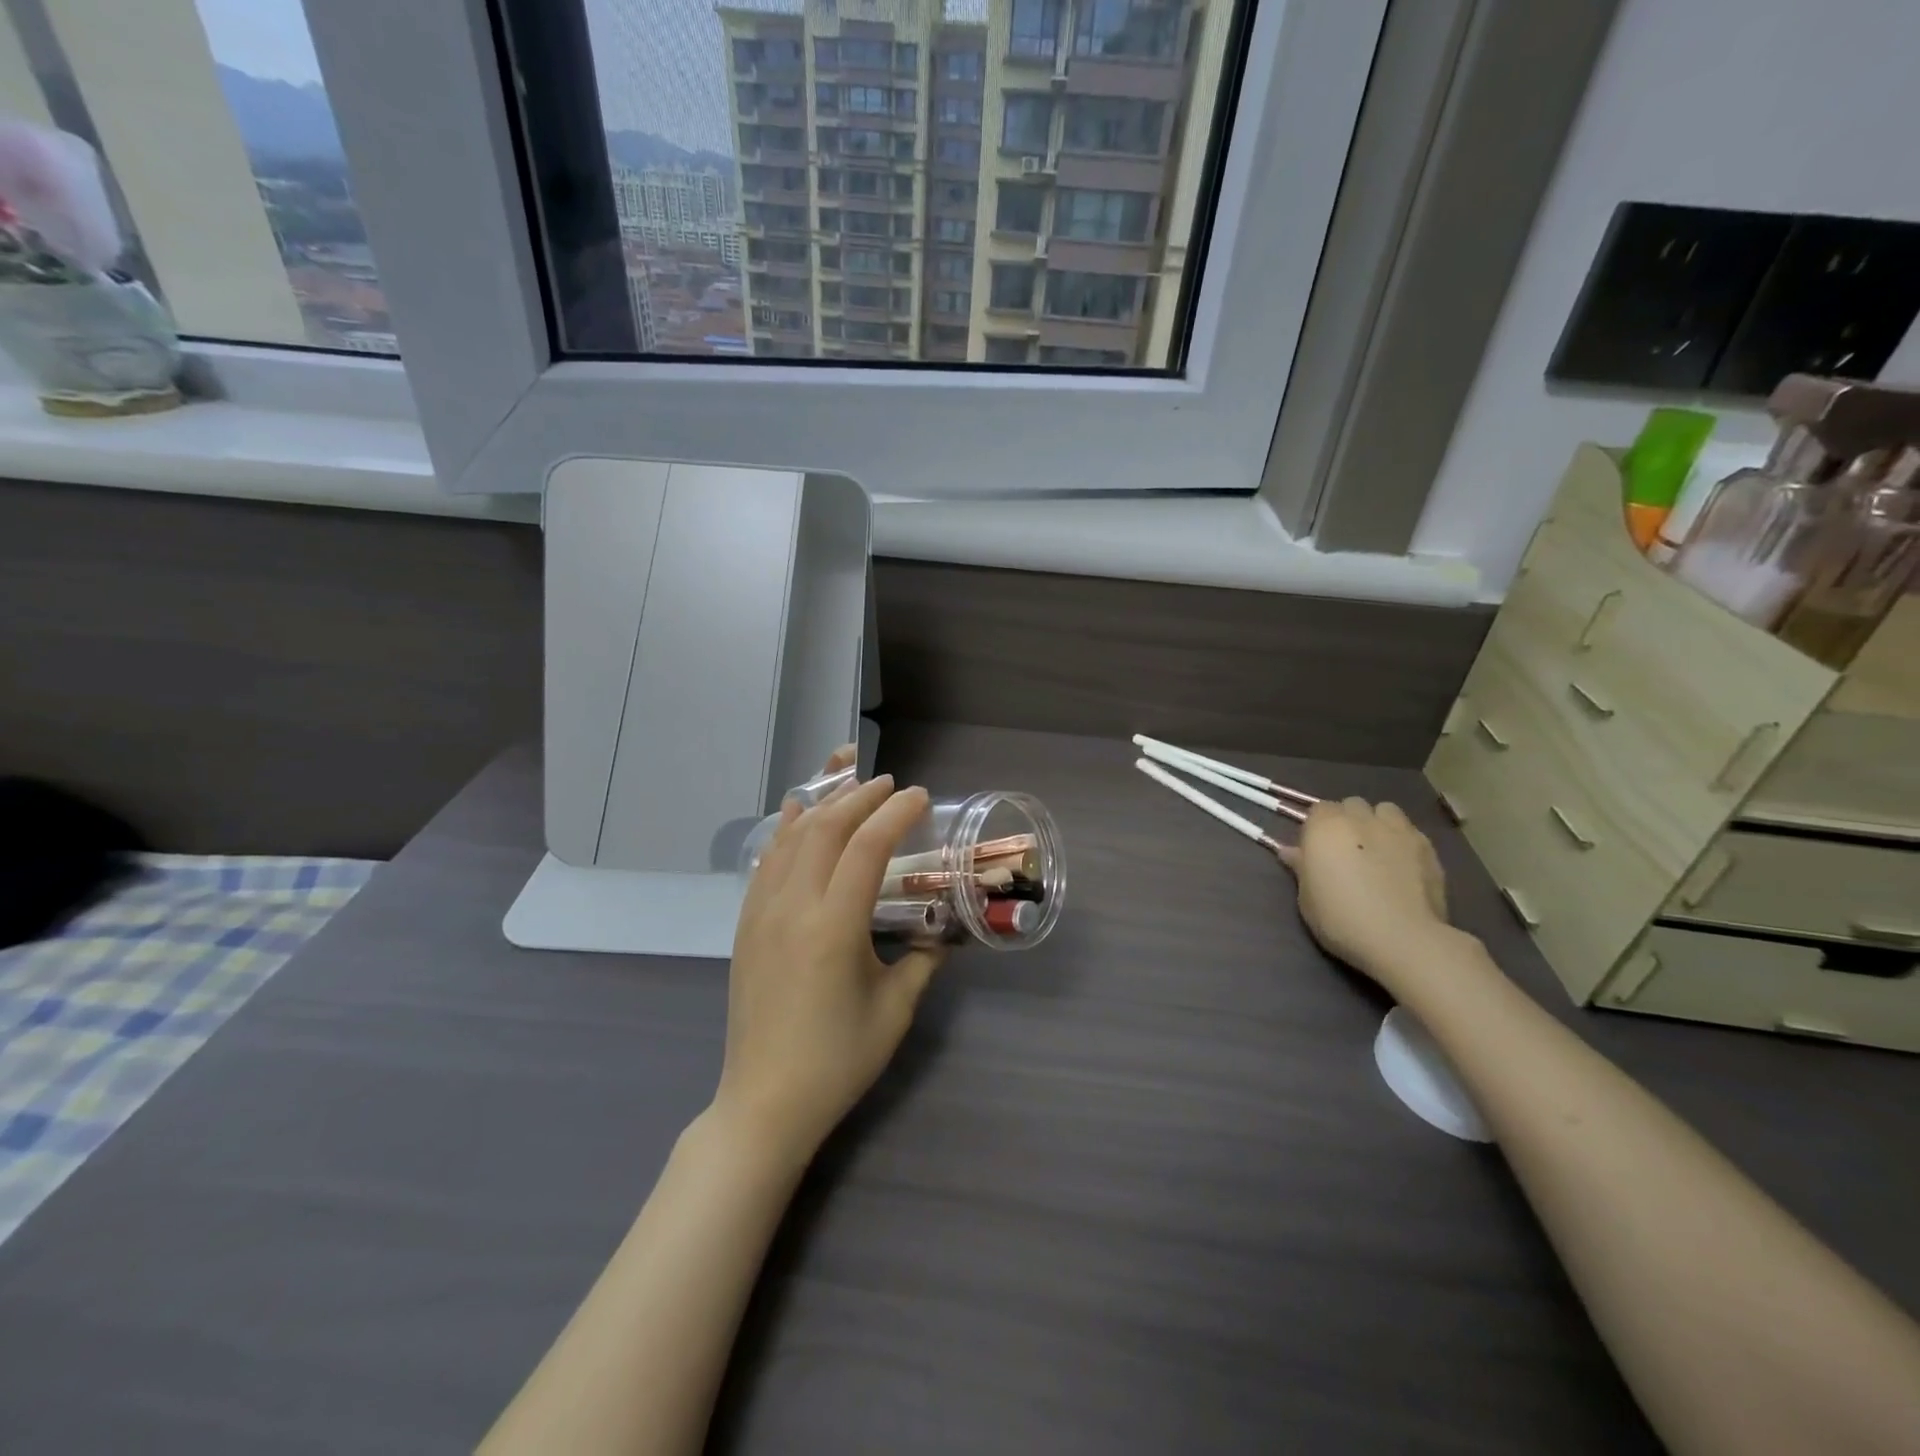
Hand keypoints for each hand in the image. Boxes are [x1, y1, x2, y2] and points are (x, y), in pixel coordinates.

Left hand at [716, 750, 944, 1159]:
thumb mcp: (895, 1009)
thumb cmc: (838, 1060)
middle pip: (825, 829)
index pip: (867, 847)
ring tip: (849, 784)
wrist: (765, 1102)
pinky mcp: (746, 925)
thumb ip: (922, 959)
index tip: (918, 797)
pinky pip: (766, 861)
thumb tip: (942, 930)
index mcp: (833, 927)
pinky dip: (785, 830)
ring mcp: (762, 913)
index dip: (894, 813)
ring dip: (823, 804)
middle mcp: (792, 907)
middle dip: (860, 796)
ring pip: (791, 838)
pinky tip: (796, 816)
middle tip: (890, 784)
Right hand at [1277, 798, 1451, 995]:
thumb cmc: (1341, 918)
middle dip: (1348, 820)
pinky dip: (1403, 841)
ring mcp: (1398, 830)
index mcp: (1326, 827)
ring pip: (1385, 811)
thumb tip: (1290, 852)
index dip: (1317, 828)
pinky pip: (1410, 832)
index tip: (1317, 850)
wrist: (1402, 938)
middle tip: (1346, 850)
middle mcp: (1361, 819)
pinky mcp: (1428, 847)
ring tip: (1377, 849)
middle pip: (1351, 805)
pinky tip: (1402, 865)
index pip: (1318, 809)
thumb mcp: (1307, 898)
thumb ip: (1301, 868)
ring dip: (1378, 822)